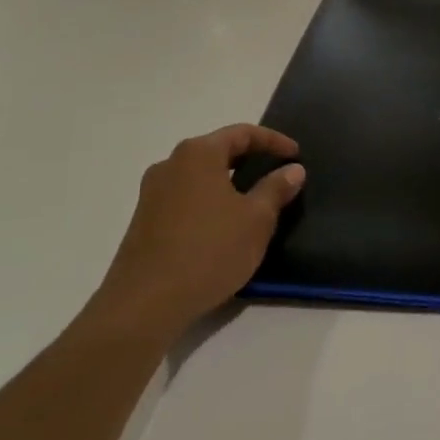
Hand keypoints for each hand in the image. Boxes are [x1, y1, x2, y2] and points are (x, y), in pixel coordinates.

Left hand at [89, 125, 304, 342]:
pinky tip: (225, 226)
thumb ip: (276, 189)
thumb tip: (293, 169)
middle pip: (218, 151)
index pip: (242, 133)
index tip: (296, 154)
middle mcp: (170, 165)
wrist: (144, 306)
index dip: (274, 141)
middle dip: (250, 159)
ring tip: (255, 200)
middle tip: (277, 173)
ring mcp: (152, 194)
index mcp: (198, 154)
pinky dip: (210, 202)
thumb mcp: (256, 219)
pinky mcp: (144, 222)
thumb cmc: (209, 251)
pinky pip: (186, 198)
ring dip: (229, 183)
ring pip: (200, 176)